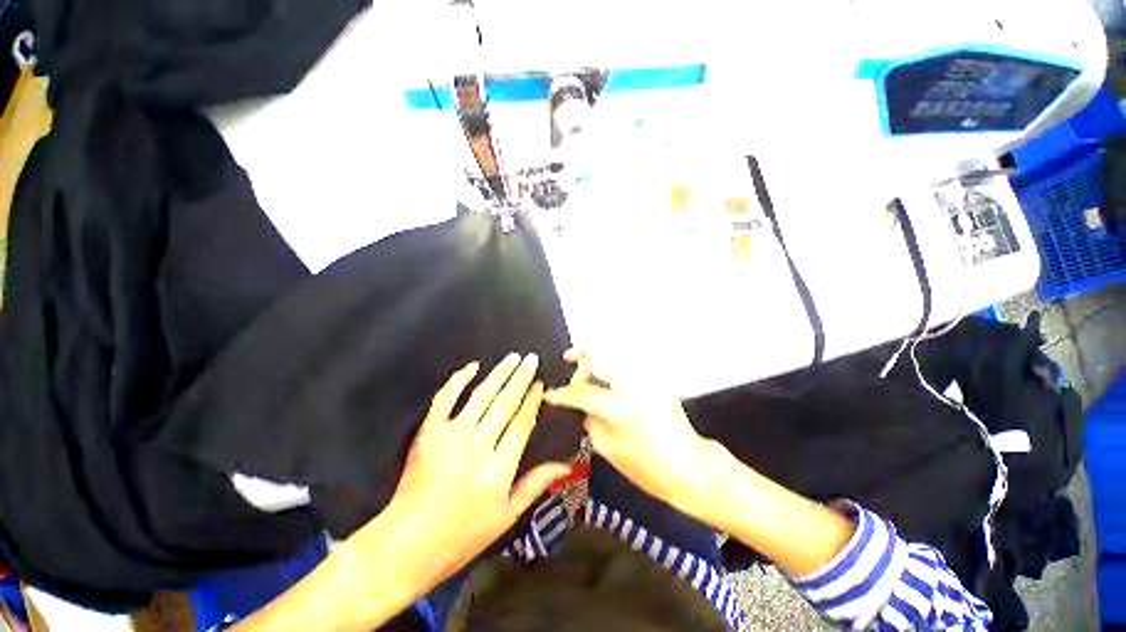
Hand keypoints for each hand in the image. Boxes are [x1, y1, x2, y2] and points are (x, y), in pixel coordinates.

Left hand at [351, 354, 568, 600]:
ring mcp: (452, 436)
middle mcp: (479, 445)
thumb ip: (535, 485)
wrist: (406, 544)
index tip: (540, 383)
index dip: (533, 401)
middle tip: (532, 359)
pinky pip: (445, 399)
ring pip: (482, 396)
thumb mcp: (505, 517)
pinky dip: (458, 380)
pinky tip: (472, 367)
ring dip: (499, 374)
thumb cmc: (461, 536)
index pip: (522, 423)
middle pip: (505, 403)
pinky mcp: (429, 432)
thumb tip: (566, 465)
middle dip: (521, 378)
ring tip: (513, 357)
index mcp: (499, 468)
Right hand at [544, 350, 718, 514]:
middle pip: (602, 357)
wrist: (691, 467)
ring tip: (585, 362)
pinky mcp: (657, 380)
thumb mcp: (610, 449)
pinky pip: (629, 363)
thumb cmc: (649, 468)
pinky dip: (614, 362)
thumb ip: (590, 421)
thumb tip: (581, 405)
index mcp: (621, 407)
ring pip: (617, 353)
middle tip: (570, 358)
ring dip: (598, 355)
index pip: (582, 392)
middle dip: (582, 356)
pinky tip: (606, 372)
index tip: (550, 393)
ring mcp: (649, 379)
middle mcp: (634, 384)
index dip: (562, 393)